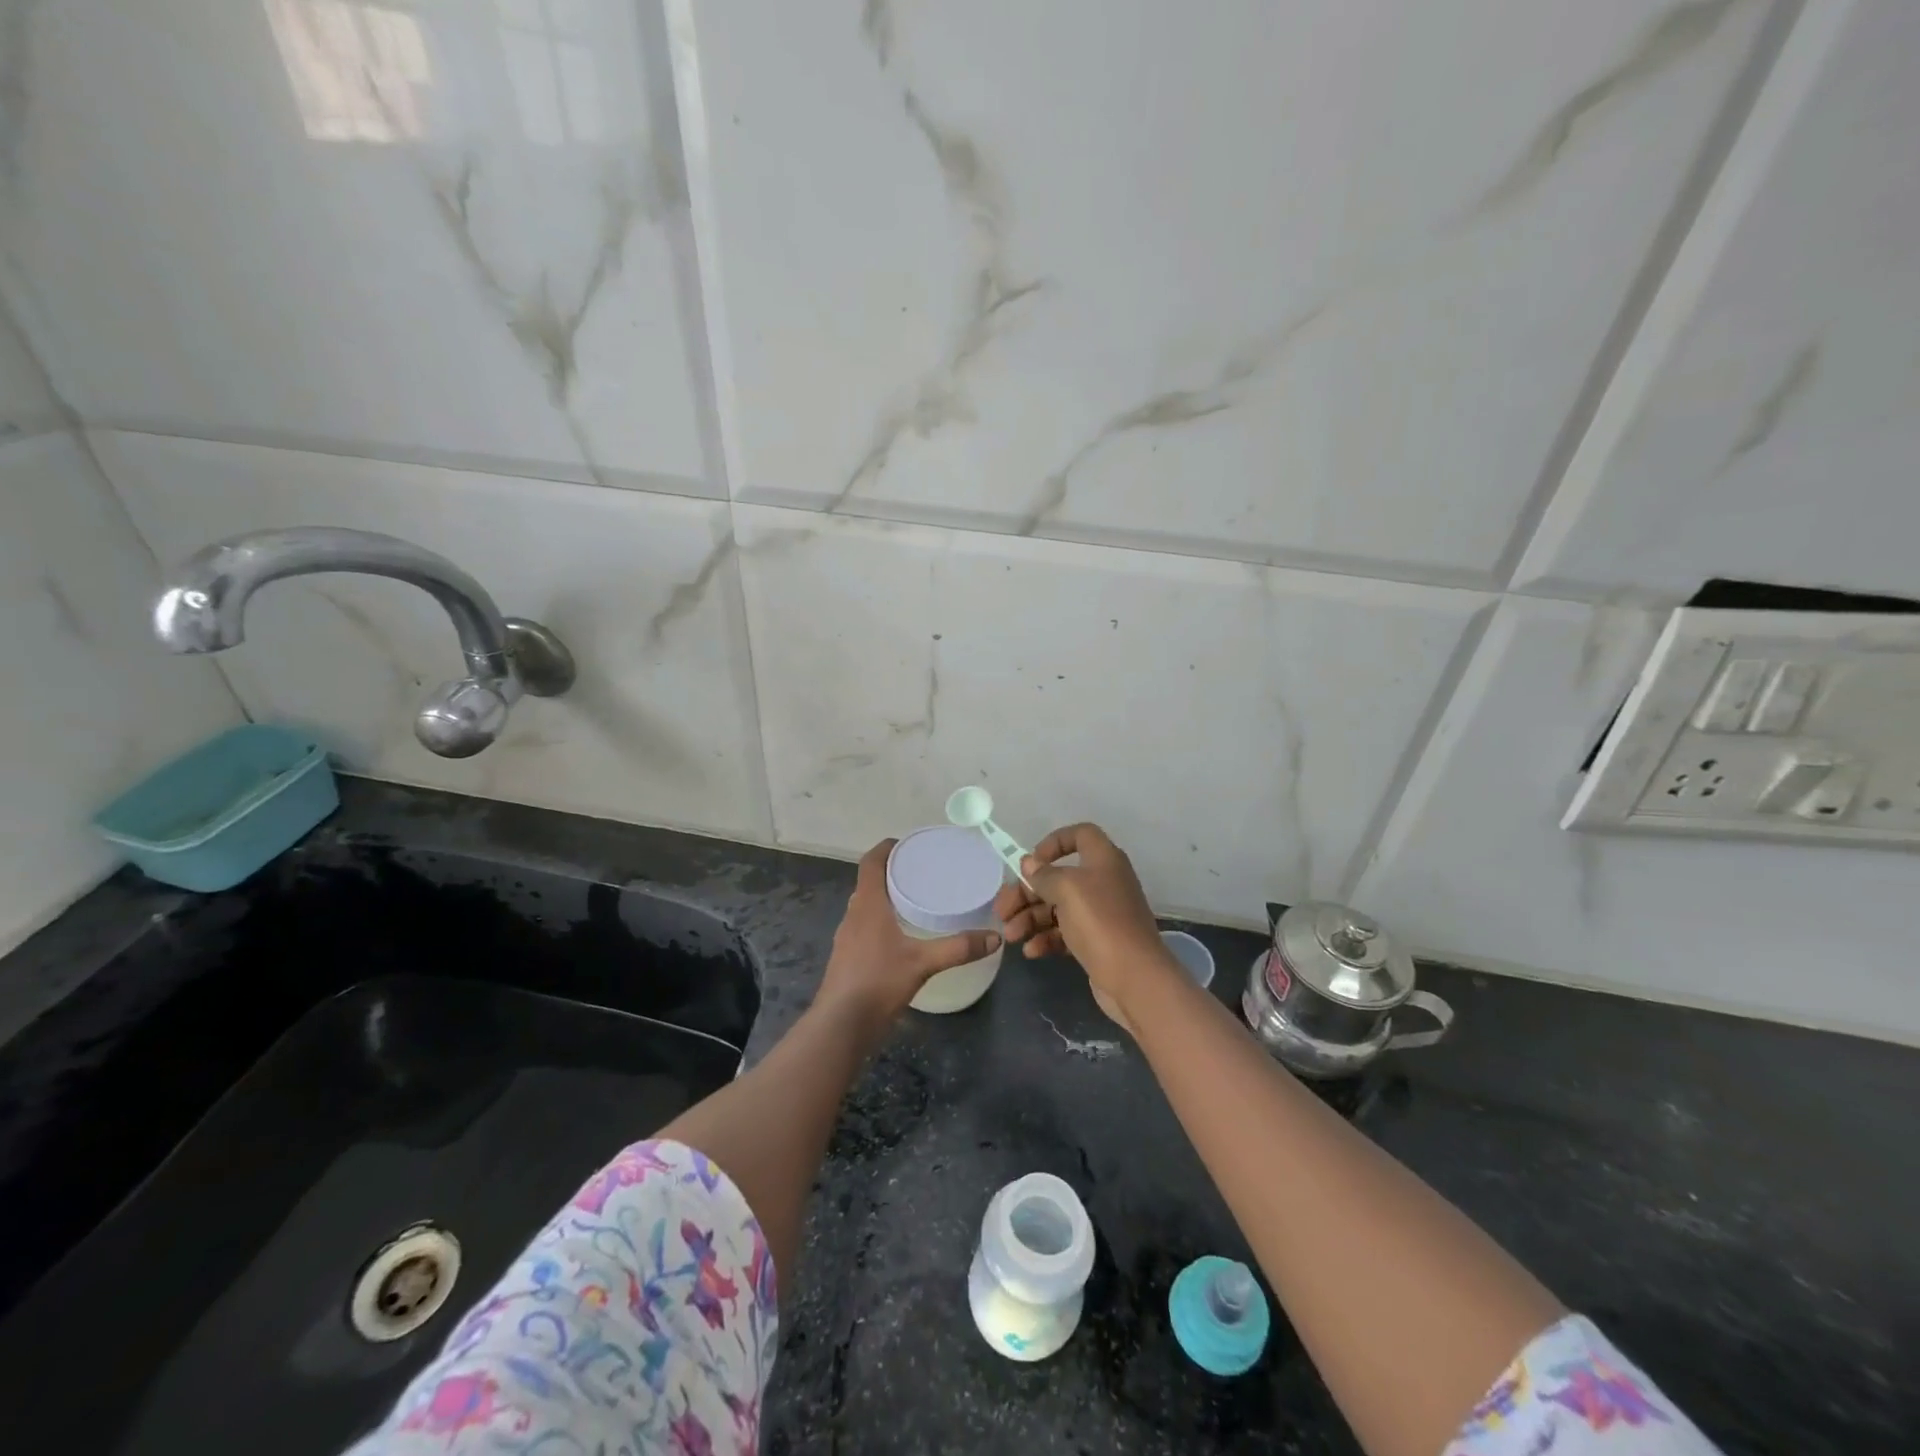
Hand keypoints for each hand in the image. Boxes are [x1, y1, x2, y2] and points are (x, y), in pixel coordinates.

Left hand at [817, 839, 1001, 1027]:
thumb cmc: (879, 981)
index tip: (907, 844)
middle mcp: (853, 914)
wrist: (841, 1024)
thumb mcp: (924, 963)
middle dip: (892, 873)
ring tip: (915, 901)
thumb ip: (959, 948)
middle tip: (921, 872)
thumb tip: (995, 937)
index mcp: (867, 904)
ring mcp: (847, 937)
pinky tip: (901, 937)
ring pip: (866, 905)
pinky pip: (864, 926)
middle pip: (869, 882)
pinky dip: (881, 921)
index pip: (870, 862)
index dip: (886, 848)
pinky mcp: (847, 957)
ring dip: (886, 898)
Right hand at [992, 823, 1175, 1017]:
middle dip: (1027, 893)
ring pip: (1058, 907)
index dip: (1054, 842)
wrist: (1135, 977)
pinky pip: (1065, 933)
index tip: (1031, 862)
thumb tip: (1029, 864)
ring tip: (1011, 936)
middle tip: (1002, 910)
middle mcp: (1103, 882)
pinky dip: (1046, 938)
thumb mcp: (1067, 890)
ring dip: (1030, 918)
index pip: (1080, 834)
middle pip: (1058, 877)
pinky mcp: (1097, 941)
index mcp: (1103, 860)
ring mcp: (1100, 914)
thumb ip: (1044, 875)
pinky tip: (1031, 951)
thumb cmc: (1100, 922)